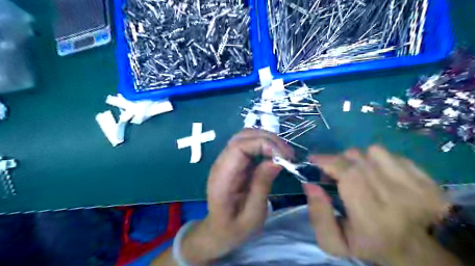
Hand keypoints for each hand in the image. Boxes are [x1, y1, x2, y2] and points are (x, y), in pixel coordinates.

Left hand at [180, 128, 293, 263]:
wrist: (217, 231)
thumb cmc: (234, 228)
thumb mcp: (252, 214)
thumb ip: (262, 185)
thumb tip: (277, 161)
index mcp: (222, 177)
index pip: (238, 147)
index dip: (262, 144)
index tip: (283, 155)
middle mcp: (221, 163)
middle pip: (242, 137)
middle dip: (268, 139)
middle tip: (288, 153)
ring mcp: (226, 161)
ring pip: (245, 137)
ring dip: (267, 140)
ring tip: (284, 153)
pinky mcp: (233, 162)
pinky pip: (248, 145)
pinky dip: (263, 145)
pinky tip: (275, 154)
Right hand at [304, 146, 459, 265]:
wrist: (415, 252)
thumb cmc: (368, 246)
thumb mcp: (334, 242)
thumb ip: (318, 215)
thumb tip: (310, 184)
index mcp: (371, 215)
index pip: (348, 174)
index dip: (328, 161)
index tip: (314, 160)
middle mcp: (395, 196)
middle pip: (358, 159)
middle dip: (338, 160)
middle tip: (333, 171)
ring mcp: (415, 185)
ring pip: (374, 152)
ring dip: (358, 159)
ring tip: (357, 172)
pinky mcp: (426, 178)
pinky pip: (392, 154)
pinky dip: (378, 159)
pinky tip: (377, 173)